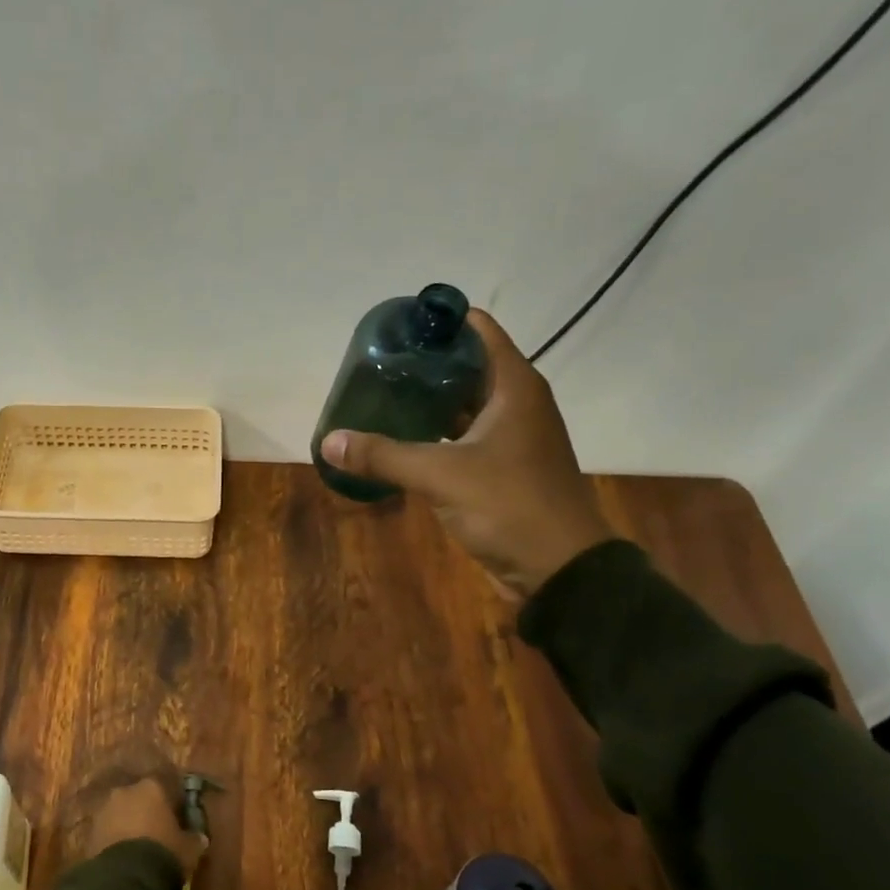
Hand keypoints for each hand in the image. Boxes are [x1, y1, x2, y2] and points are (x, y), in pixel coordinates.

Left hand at [88, 778, 207, 876]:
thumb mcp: (189, 848)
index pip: (165, 787)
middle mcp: (125, 791)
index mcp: (152, 787)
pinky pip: (107, 831)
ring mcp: (104, 809)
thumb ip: (194, 839)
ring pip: (120, 813)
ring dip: (127, 825)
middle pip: (139, 798)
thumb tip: (200, 837)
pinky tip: (122, 857)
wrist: (126, 877)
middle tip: (155, 833)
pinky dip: (114, 840)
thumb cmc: (163, 853)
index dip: (171, 804)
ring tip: (137, 848)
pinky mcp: (89, 831)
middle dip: (146, 812)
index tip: (177, 819)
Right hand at [319, 308, 612, 600]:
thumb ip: (384, 455)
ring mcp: (510, 436)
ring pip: (463, 403)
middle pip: (465, 364)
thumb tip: (329, 441)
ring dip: (426, 399)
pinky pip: (462, 436)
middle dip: (423, 362)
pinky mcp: (501, 467)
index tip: (394, 328)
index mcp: (514, 386)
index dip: (437, 321)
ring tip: (379, 396)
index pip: (477, 329)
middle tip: (374, 366)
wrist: (559, 569)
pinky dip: (434, 432)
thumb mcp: (442, 476)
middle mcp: (515, 402)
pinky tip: (399, 437)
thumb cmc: (510, 506)